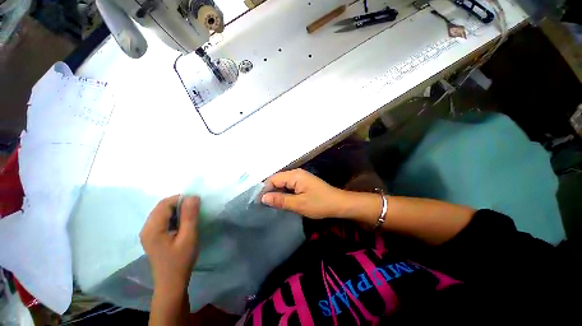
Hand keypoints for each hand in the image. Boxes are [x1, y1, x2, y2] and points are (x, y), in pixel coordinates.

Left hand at [140, 195, 199, 291]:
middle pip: (161, 207)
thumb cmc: (181, 260)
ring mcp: (148, 233)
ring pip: (162, 212)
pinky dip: (174, 217)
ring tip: (190, 216)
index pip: (165, 204)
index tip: (196, 202)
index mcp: (152, 228)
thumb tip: (193, 196)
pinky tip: (182, 224)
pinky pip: (162, 219)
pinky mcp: (152, 236)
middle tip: (195, 209)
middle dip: (179, 203)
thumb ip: (190, 216)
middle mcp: (146, 228)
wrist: (172, 282)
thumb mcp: (189, 237)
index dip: (181, 199)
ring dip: (177, 210)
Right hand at [261, 169, 347, 218]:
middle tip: (264, 205)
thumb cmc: (319, 204)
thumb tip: (263, 198)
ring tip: (271, 204)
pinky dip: (284, 192)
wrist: (339, 203)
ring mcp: (300, 177)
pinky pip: (289, 185)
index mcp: (294, 175)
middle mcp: (296, 173)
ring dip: (277, 192)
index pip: (273, 179)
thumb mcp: (299, 204)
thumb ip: (280, 200)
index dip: (265, 190)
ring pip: (283, 183)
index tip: (259, 202)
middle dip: (270, 191)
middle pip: (277, 179)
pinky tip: (282, 200)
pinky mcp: (303, 182)